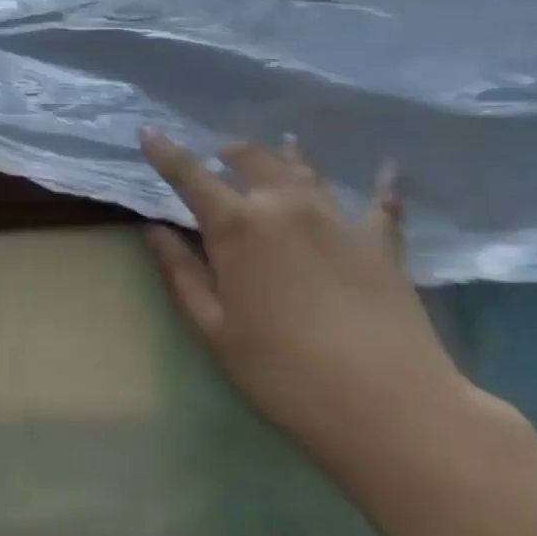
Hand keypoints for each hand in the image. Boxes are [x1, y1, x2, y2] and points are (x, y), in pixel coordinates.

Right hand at [139, 133, 471, 481]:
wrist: (386, 404)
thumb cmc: (283, 372)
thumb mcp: (215, 330)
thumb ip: (182, 275)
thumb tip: (154, 231)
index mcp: (238, 226)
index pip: (191, 177)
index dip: (166, 153)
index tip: (148, 131)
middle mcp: (285, 206)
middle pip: (253, 161)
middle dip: (231, 152)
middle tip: (220, 151)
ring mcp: (337, 219)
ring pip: (306, 171)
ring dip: (288, 155)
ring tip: (283, 142)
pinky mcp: (380, 242)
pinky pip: (382, 202)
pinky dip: (382, 184)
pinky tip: (388, 167)